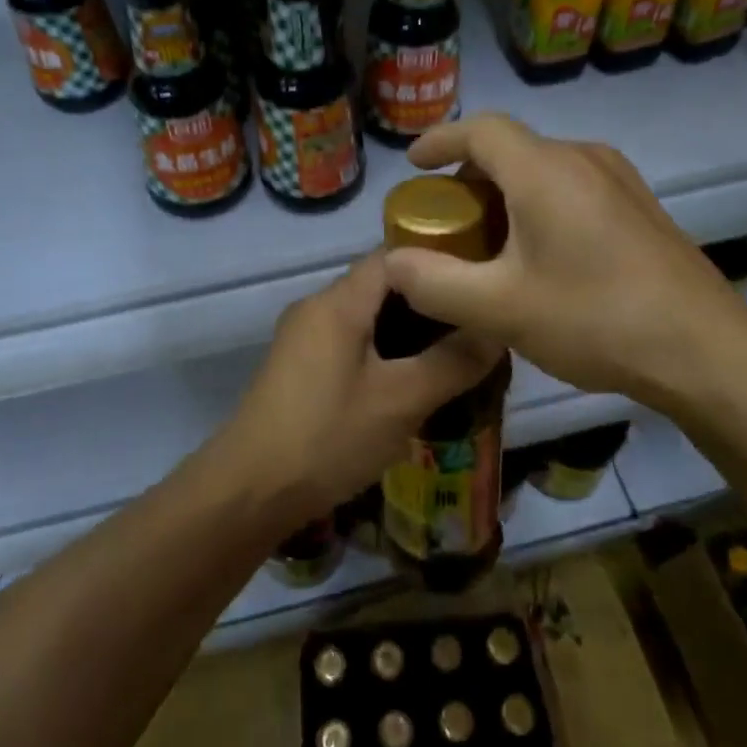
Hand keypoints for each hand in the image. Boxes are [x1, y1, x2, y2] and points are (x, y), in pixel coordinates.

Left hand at [210, 253, 500, 526]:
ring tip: (453, 353)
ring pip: (365, 317)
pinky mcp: (297, 367)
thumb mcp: (401, 401)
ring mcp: (302, 338)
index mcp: (338, 302)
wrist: (249, 490)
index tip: (480, 283)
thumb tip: (497, 330)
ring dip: (406, 331)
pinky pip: (349, 342)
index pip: (394, 256)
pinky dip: (382, 351)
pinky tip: (410, 381)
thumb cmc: (328, 437)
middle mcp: (316, 307)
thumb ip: (453, 362)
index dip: (439, 261)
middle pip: (380, 285)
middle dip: (428, 302)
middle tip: (476, 324)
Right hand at [380, 114, 746, 420]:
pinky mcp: (639, 206)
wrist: (704, 349)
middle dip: (468, 179)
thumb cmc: (594, 319)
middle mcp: (583, 159)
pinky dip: (538, 206)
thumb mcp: (499, 308)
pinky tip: (539, 256)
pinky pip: (572, 188)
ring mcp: (619, 180)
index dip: (439, 140)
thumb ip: (434, 283)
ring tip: (487, 243)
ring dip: (504, 194)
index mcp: (545, 170)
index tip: (413, 163)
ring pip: (542, 170)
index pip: (480, 129)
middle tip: (445, 222)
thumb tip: (392, 264)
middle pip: (510, 150)